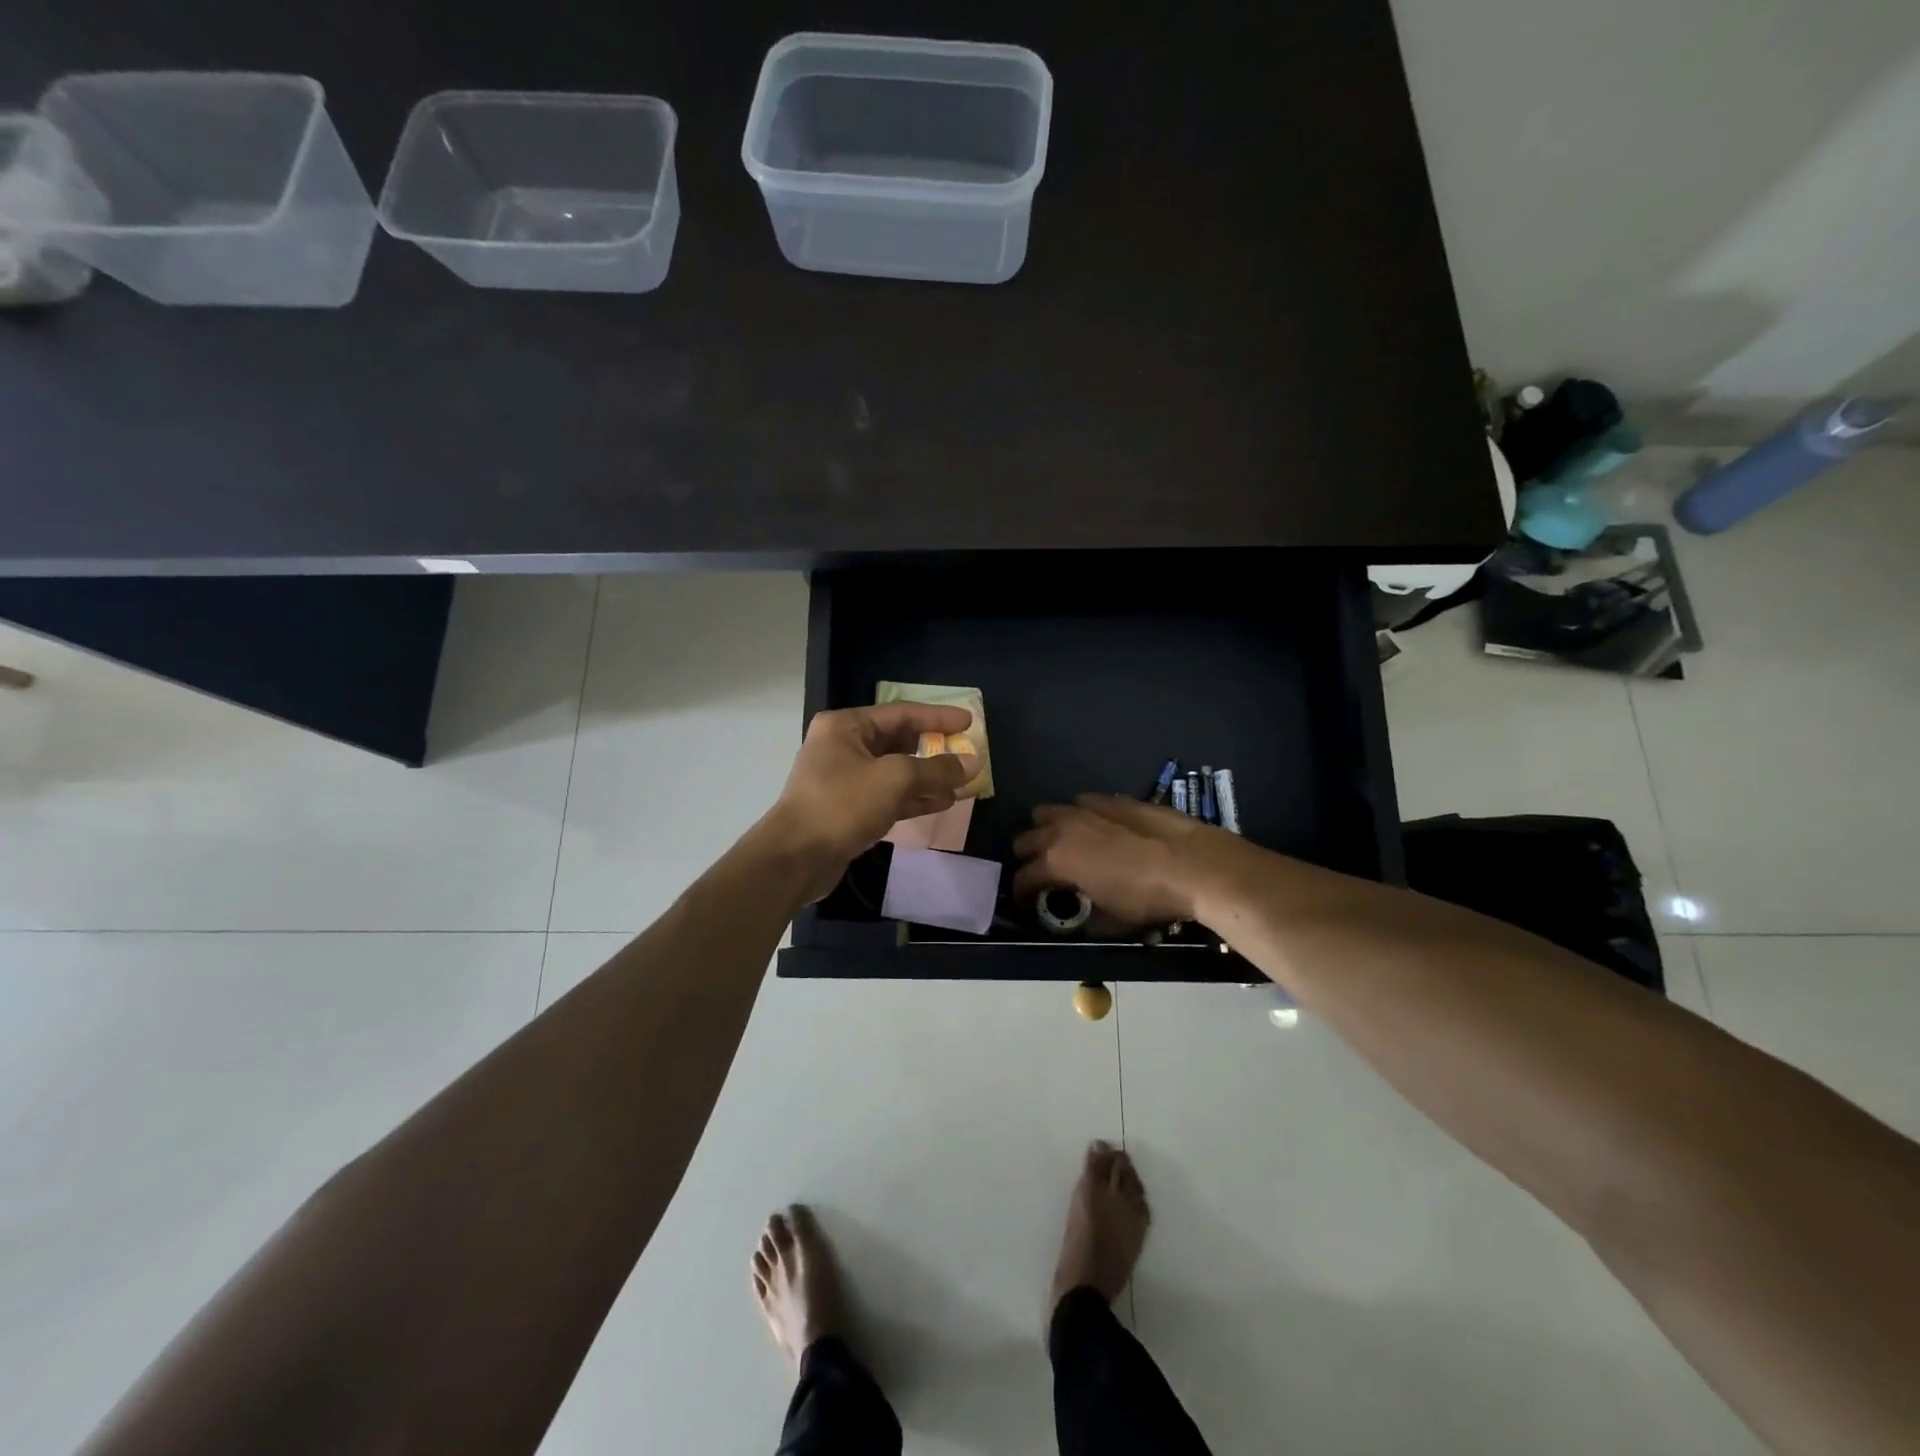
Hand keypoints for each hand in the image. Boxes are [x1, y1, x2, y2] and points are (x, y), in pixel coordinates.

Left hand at [761, 703, 978, 899]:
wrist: (796, 858)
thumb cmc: (842, 804)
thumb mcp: (895, 779)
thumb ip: (936, 769)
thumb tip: (972, 763)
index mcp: (846, 726)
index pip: (901, 713)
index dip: (938, 717)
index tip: (969, 722)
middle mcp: (843, 747)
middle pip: (898, 741)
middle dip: (934, 750)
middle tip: (966, 754)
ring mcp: (845, 780)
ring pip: (896, 772)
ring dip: (928, 777)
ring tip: (962, 783)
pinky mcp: (849, 809)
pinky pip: (888, 796)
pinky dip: (914, 798)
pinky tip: (942, 802)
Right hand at [1012, 795, 1225, 927]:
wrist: (1193, 865)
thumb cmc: (1147, 898)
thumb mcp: (1109, 921)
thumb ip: (1084, 917)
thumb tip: (1079, 915)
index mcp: (1055, 861)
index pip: (1023, 877)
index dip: (1022, 894)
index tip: (1029, 904)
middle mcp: (1062, 828)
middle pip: (1025, 840)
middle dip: (1028, 859)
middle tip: (1044, 875)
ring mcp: (1085, 808)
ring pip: (1047, 812)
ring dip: (1047, 830)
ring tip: (1064, 846)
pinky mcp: (1111, 798)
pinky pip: (1081, 803)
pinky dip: (1079, 817)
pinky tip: (1097, 830)